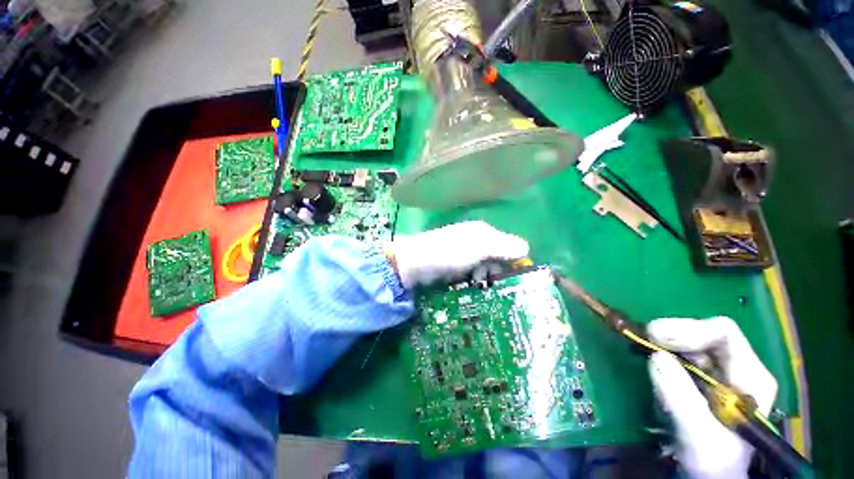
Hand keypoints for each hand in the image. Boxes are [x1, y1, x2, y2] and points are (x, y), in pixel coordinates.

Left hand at [385, 221, 529, 288]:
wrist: (413, 264)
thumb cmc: (448, 253)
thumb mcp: (479, 247)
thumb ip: (503, 246)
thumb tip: (526, 249)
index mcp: (482, 231)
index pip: (508, 245)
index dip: (513, 261)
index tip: (514, 279)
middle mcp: (474, 240)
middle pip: (496, 258)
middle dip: (497, 273)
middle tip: (494, 285)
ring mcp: (463, 254)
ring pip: (484, 268)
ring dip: (485, 280)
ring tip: (479, 287)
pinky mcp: (454, 266)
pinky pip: (471, 275)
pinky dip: (474, 282)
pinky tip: (471, 288)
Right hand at [646, 316, 777, 478]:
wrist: (709, 475)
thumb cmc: (712, 461)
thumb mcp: (699, 436)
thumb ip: (681, 398)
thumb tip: (656, 357)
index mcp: (750, 376)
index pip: (723, 333)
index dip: (688, 329)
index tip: (654, 335)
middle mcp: (736, 367)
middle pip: (701, 335)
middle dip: (670, 339)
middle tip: (642, 343)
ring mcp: (717, 372)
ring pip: (685, 345)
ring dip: (662, 353)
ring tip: (655, 377)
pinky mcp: (698, 378)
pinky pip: (675, 358)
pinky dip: (660, 363)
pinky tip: (658, 381)